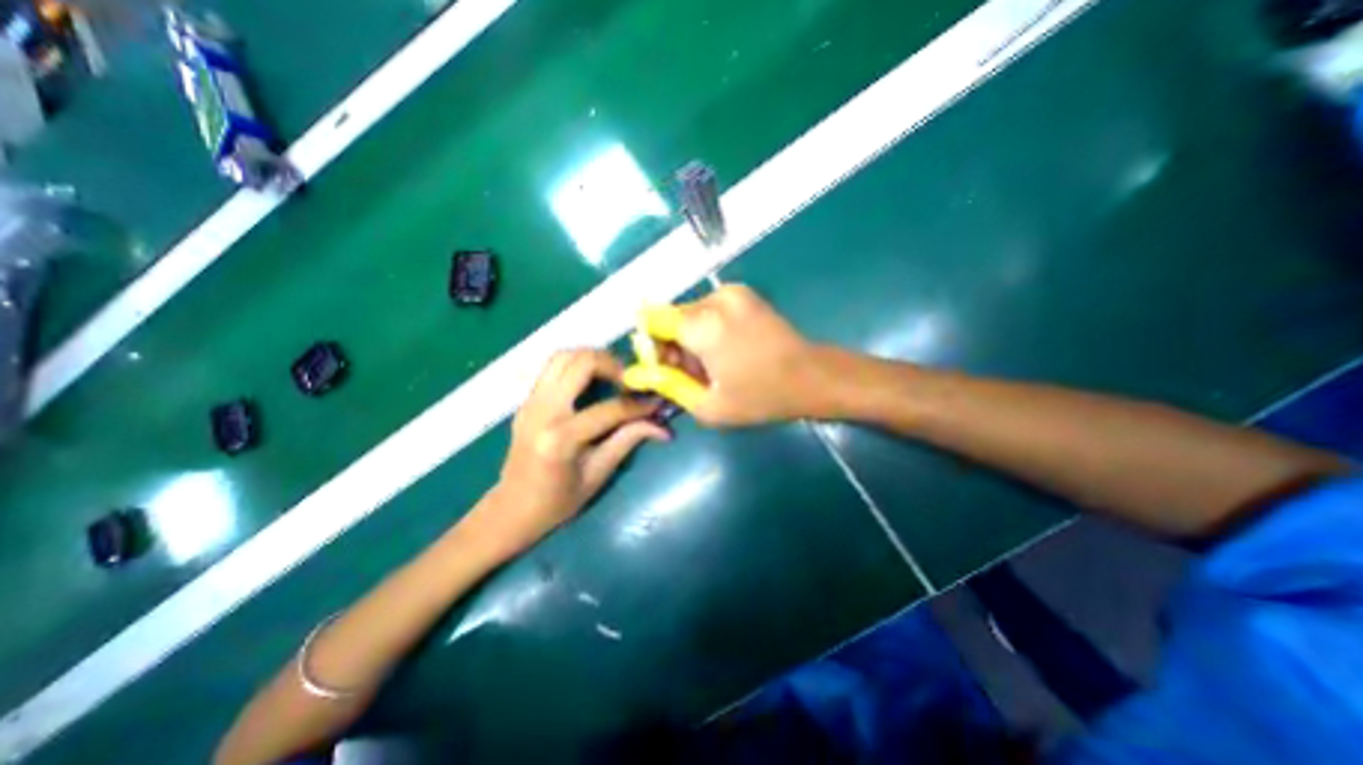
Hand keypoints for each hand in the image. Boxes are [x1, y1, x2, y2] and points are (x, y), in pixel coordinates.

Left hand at [481, 351, 667, 552]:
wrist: (511, 510)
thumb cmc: (557, 502)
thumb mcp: (598, 475)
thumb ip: (628, 441)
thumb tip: (663, 427)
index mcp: (560, 438)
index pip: (609, 409)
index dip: (638, 405)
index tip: (656, 403)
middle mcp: (542, 411)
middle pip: (581, 364)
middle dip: (613, 365)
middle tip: (630, 382)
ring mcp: (530, 402)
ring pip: (563, 356)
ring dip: (592, 358)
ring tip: (612, 376)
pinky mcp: (527, 400)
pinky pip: (552, 367)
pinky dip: (576, 365)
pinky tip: (591, 381)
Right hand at [623, 284, 824, 425]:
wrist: (812, 376)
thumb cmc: (761, 397)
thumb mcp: (708, 406)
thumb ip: (667, 385)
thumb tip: (636, 372)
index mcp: (703, 325)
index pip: (651, 320)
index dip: (652, 345)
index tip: (667, 369)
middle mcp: (714, 299)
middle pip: (671, 317)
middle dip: (672, 344)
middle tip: (692, 374)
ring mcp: (731, 292)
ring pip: (690, 313)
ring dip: (690, 337)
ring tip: (713, 365)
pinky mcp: (743, 293)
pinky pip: (708, 309)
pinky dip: (707, 328)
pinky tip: (726, 350)